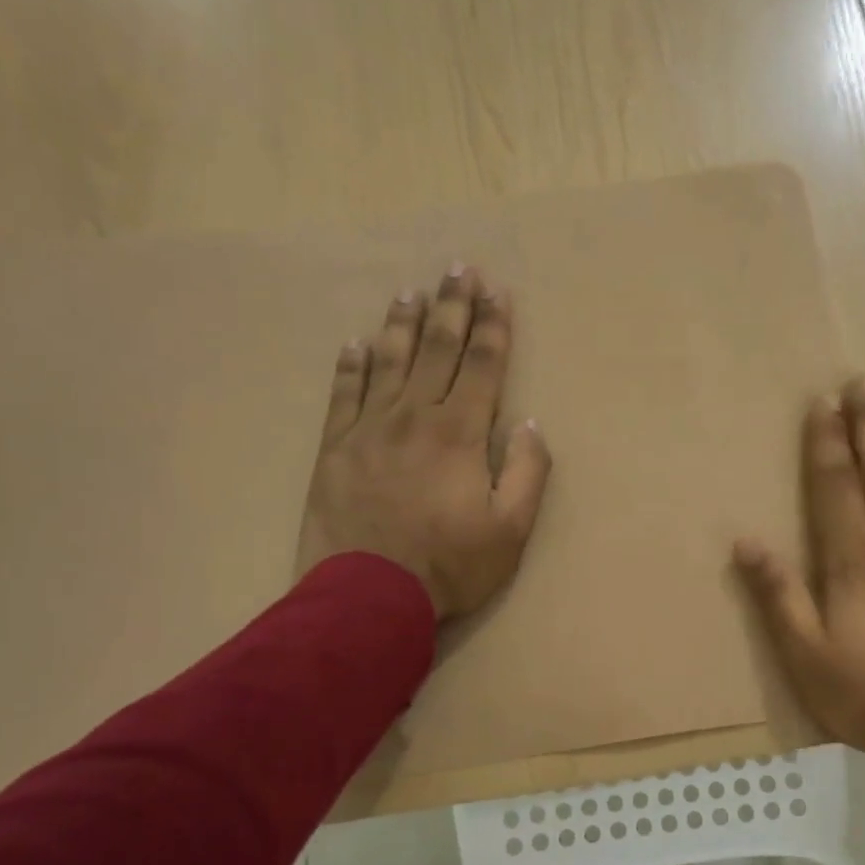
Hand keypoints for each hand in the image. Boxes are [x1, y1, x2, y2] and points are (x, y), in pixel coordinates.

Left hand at [297, 266, 550, 619]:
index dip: (493, 327)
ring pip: (389, 362)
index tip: (498, 292)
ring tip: (410, 292)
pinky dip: (351, 366)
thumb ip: (527, 472)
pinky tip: (355, 344)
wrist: (368, 596)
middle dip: (452, 307)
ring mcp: (369, 429)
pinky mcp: (335, 448)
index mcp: (460, 433)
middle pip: (437, 349)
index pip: (483, 365)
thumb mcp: (511, 530)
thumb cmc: (449, 566)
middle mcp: (415, 416)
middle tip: (458, 269)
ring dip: (403, 324)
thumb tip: (529, 423)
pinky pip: (344, 394)